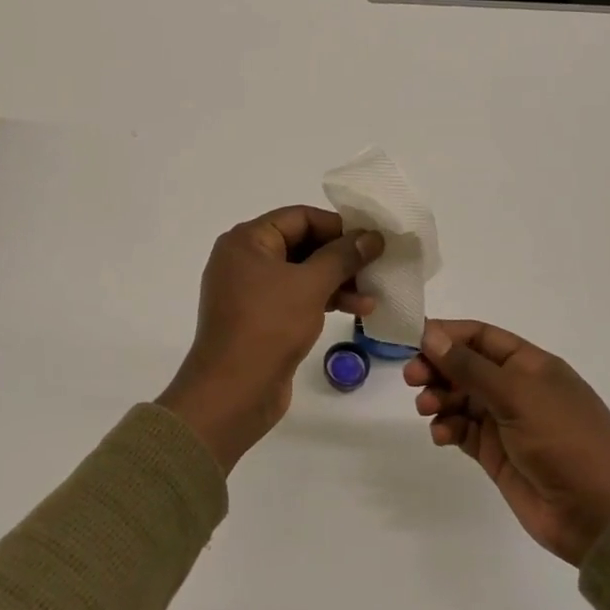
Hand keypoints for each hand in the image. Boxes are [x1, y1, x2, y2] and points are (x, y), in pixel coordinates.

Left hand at [159, 206, 383, 473]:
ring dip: (337, 281)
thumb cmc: (268, 326)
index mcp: (247, 240)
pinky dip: (323, 300)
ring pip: (301, 274)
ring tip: (372, 296)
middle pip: (301, 244)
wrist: (233, 392)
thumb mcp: (310, 285)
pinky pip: (296, 298)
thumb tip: (371, 236)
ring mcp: (250, 291)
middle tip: (376, 266)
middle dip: (340, 256)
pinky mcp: (260, 319)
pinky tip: (356, 311)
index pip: (299, 217)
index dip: (337, 225)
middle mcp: (244, 260)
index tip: (371, 239)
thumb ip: (343, 256)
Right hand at [408, 319, 609, 564]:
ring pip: (460, 398)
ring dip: (438, 398)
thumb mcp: (517, 395)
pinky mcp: (495, 453)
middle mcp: (517, 388)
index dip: (448, 334)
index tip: (413, 338)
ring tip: (426, 409)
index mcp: (531, 365)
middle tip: (412, 377)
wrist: (596, 515)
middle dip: (437, 368)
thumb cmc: (563, 440)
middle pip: (465, 367)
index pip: (481, 337)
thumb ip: (469, 367)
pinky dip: (447, 427)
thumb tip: (431, 334)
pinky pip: (462, 430)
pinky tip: (441, 434)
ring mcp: (505, 422)